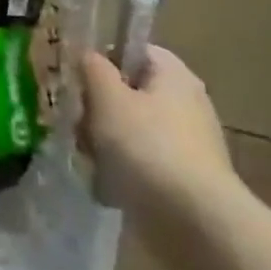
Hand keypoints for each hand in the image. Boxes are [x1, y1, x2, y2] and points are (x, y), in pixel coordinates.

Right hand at [80, 47, 239, 224]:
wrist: (192, 218)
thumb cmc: (146, 145)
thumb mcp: (107, 98)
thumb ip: (93, 69)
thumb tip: (88, 54)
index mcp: (174, 76)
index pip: (135, 51)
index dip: (104, 59)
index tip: (78, 78)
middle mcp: (186, 103)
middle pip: (128, 92)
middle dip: (98, 107)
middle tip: (79, 123)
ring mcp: (186, 142)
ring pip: (129, 129)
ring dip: (104, 141)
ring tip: (89, 158)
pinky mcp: (182, 176)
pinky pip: (140, 161)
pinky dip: (121, 170)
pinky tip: (107, 184)